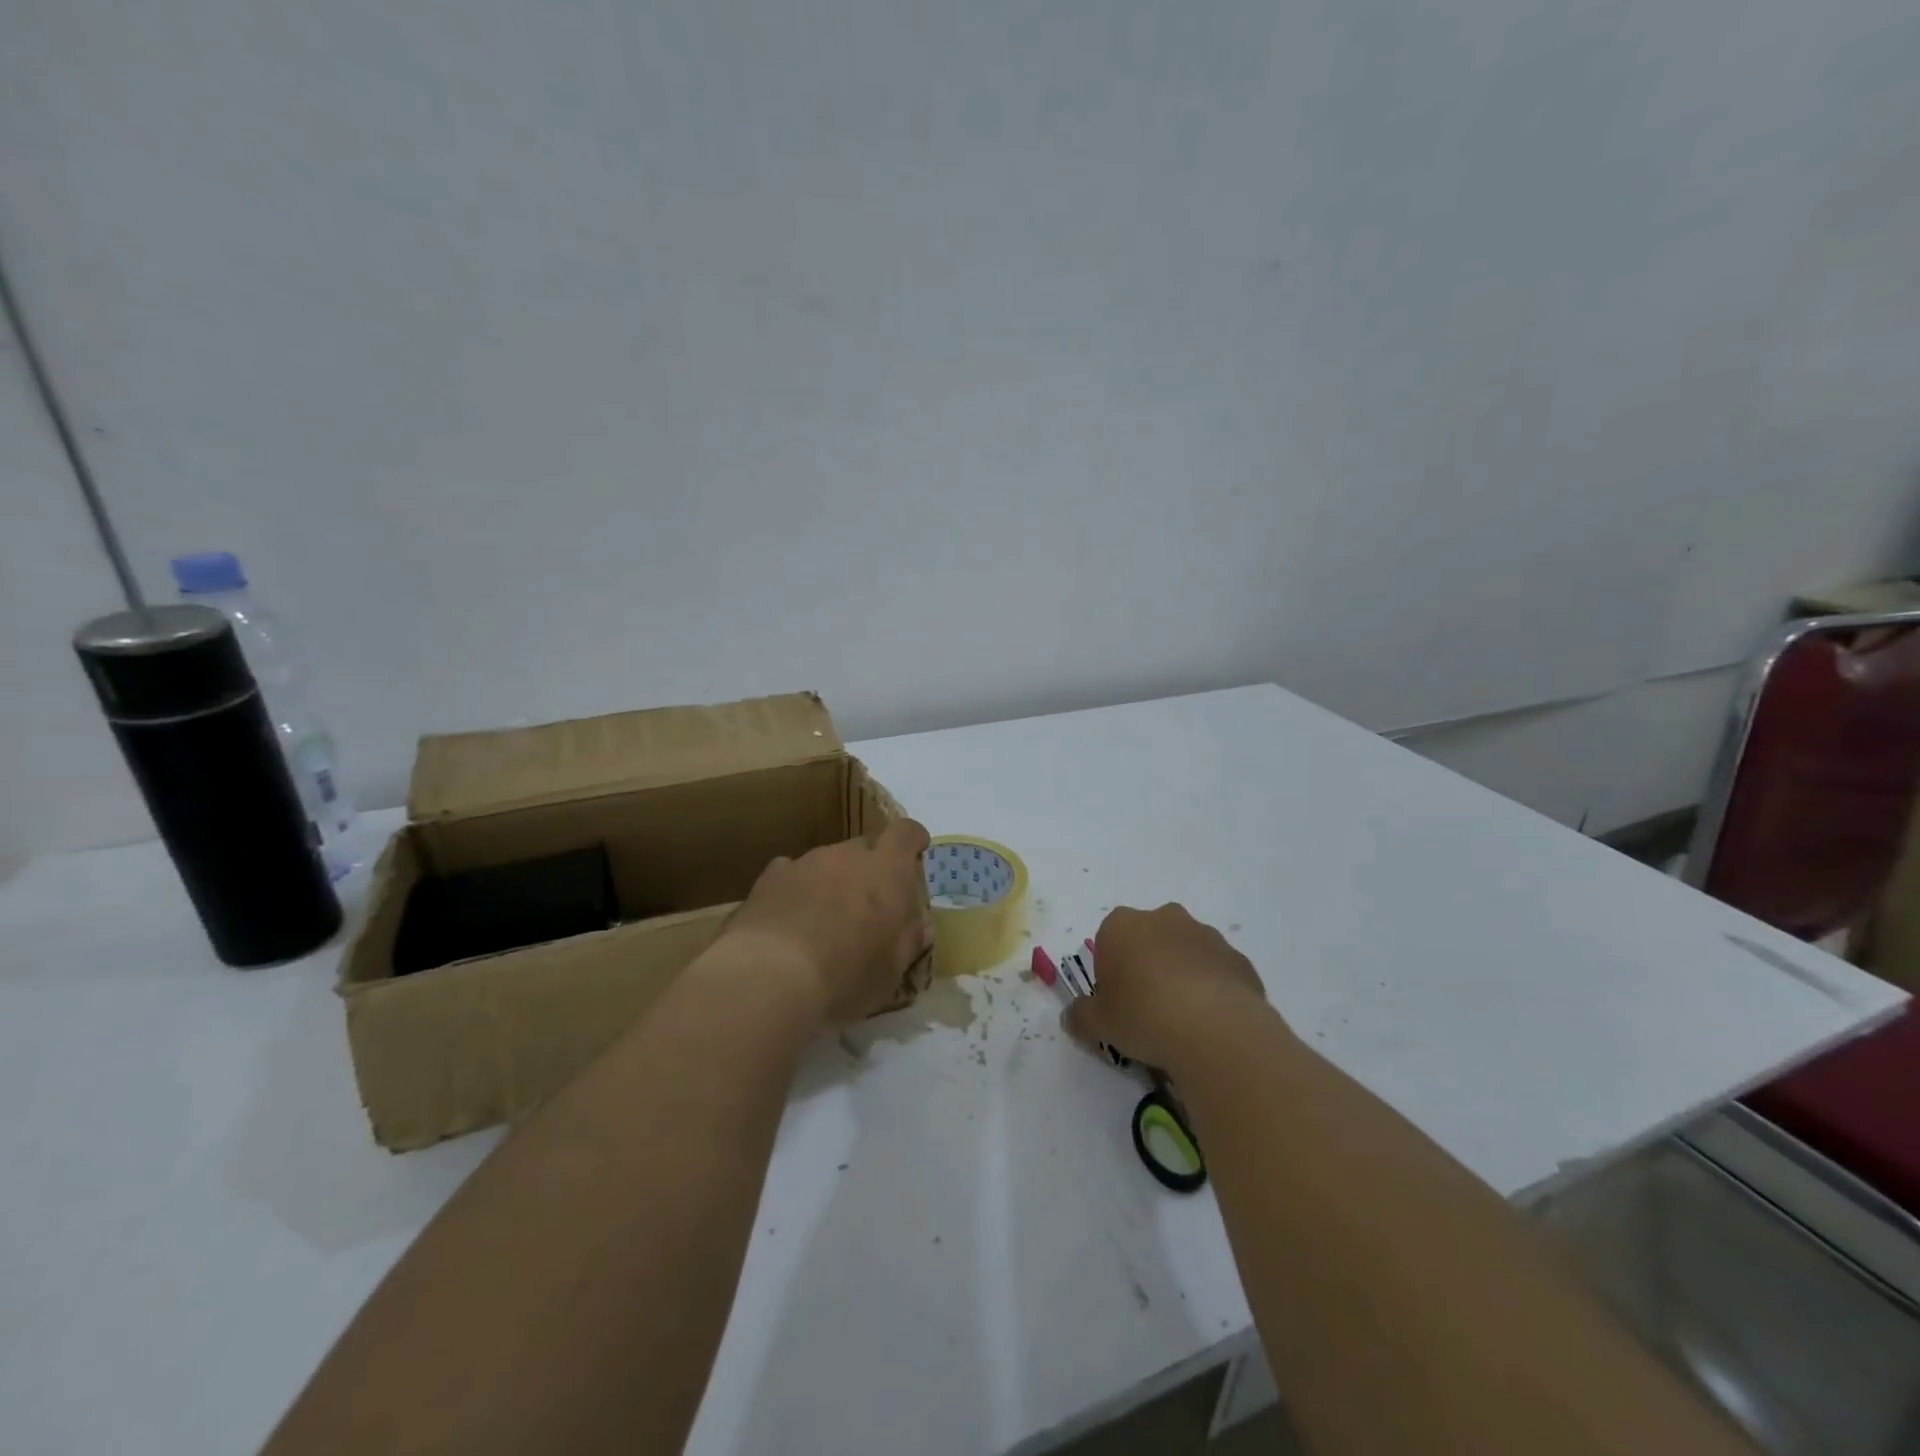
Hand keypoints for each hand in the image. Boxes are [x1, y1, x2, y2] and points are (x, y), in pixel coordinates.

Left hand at [723, 818, 934, 1027]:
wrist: (769, 977)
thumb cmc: (845, 975)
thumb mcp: (891, 971)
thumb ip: (908, 941)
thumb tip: (921, 925)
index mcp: (886, 871)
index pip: (906, 833)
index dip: (912, 840)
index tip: (916, 853)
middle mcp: (846, 855)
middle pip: (865, 847)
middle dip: (871, 868)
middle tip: (870, 905)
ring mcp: (805, 862)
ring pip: (828, 861)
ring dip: (833, 881)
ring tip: (825, 920)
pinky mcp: (769, 878)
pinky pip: (792, 874)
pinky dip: (797, 889)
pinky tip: (791, 919)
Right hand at [1065, 904, 1271, 1072]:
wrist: (1214, 1029)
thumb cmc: (1143, 1016)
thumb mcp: (1098, 1024)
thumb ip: (1080, 1016)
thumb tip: (1071, 1016)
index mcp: (1121, 925)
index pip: (1108, 940)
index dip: (1111, 972)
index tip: (1118, 1002)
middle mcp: (1163, 918)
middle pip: (1149, 939)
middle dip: (1148, 966)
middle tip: (1148, 1009)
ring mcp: (1205, 934)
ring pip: (1185, 952)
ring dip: (1182, 976)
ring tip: (1184, 1021)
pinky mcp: (1237, 957)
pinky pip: (1217, 972)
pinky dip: (1213, 990)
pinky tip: (1212, 1024)